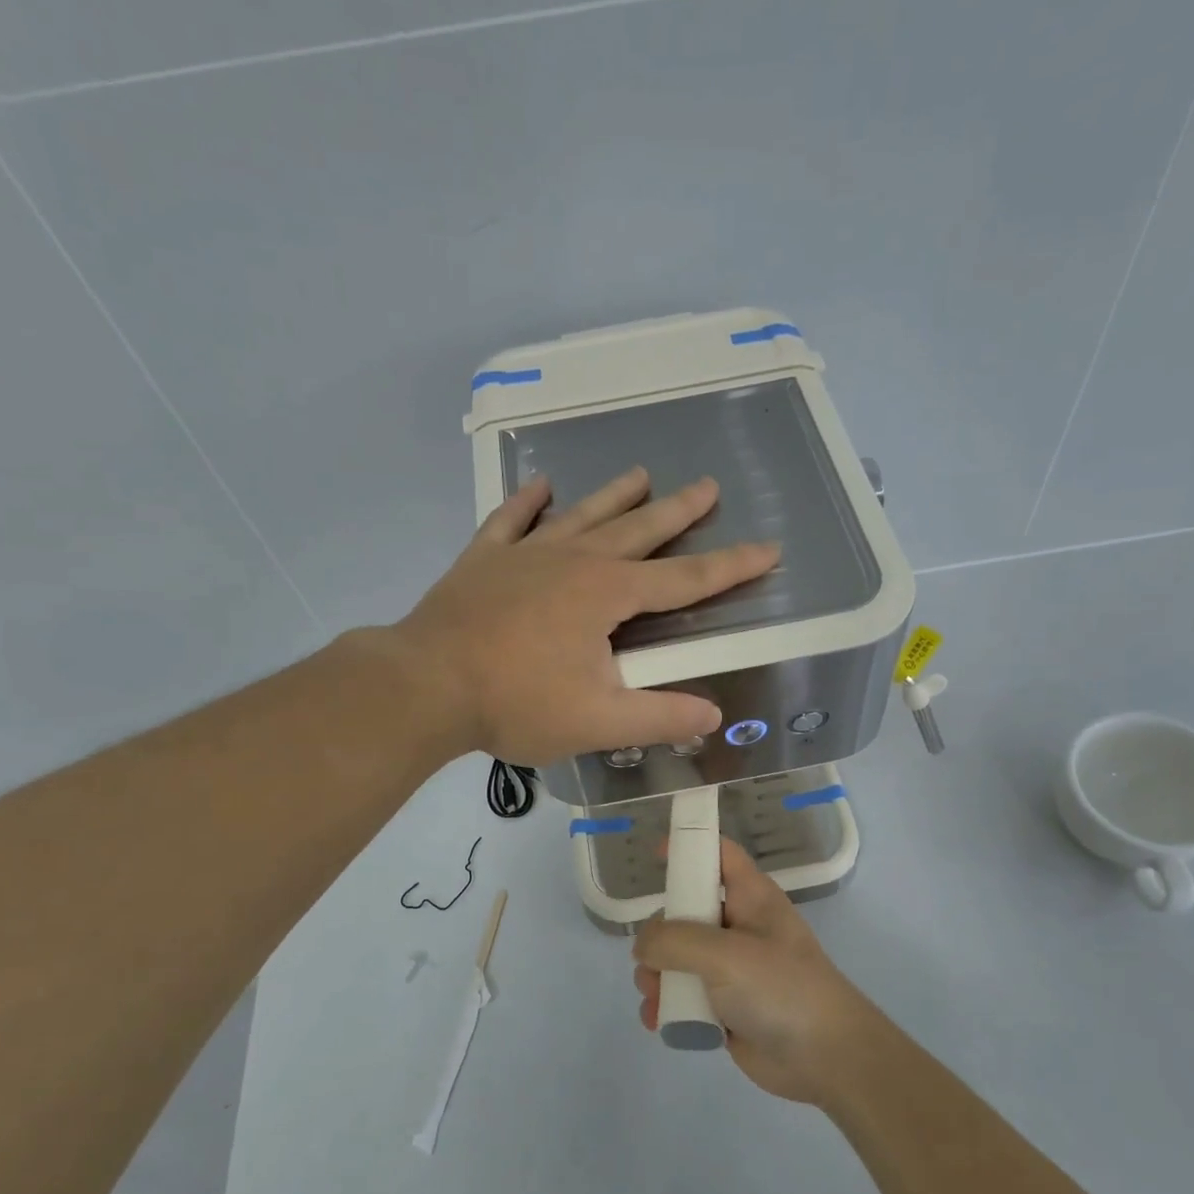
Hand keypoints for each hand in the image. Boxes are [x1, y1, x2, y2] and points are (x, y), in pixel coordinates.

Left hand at [393, 468, 778, 765]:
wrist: (425, 685)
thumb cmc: (516, 703)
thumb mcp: (598, 721)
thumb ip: (660, 716)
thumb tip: (713, 715)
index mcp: (608, 594)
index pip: (685, 579)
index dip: (731, 567)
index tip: (768, 549)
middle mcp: (574, 561)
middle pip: (638, 530)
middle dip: (678, 511)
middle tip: (707, 486)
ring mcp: (525, 555)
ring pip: (581, 516)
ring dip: (614, 496)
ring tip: (640, 473)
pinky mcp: (484, 561)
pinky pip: (511, 521)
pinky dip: (526, 503)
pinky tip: (539, 485)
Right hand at [632, 839, 878, 1104]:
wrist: (826, 1058)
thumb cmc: (781, 989)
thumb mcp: (725, 955)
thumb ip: (674, 941)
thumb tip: (643, 945)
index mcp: (751, 898)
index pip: (720, 854)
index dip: (690, 846)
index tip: (656, 854)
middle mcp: (740, 927)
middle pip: (687, 910)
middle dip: (659, 934)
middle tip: (647, 958)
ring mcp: (733, 969)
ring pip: (680, 958)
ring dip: (658, 975)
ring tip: (654, 997)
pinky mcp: (726, 1007)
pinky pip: (686, 996)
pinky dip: (669, 1006)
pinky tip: (658, 1021)